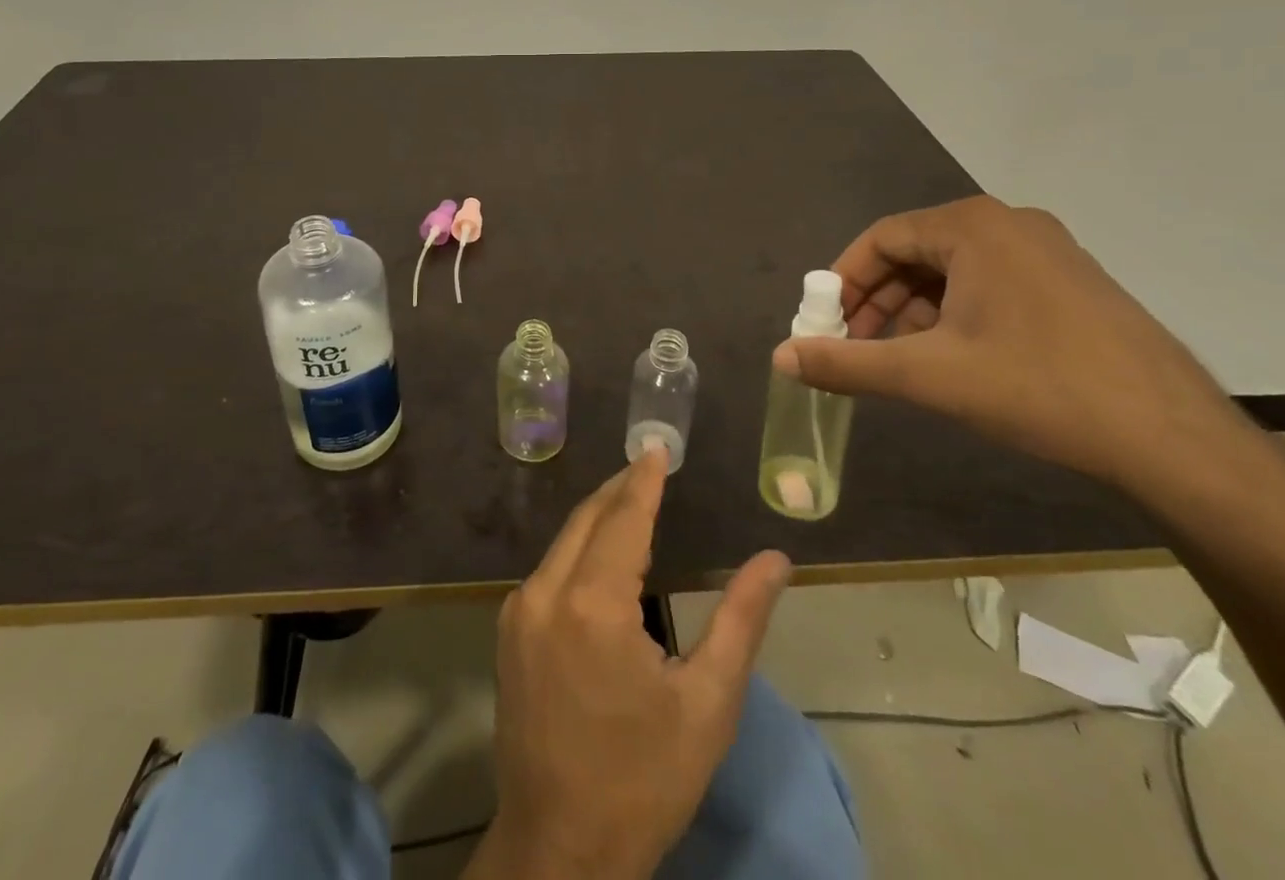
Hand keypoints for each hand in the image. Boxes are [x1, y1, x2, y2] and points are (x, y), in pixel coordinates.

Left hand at [469, 448, 790, 879]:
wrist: (558, 853)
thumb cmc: (643, 782)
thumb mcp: (707, 704)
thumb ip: (740, 620)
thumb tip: (775, 559)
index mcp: (592, 604)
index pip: (624, 518)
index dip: (644, 480)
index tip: (657, 445)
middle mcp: (545, 592)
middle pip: (588, 519)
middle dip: (620, 489)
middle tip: (650, 465)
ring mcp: (519, 612)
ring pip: (565, 541)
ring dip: (600, 517)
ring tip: (635, 501)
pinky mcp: (509, 632)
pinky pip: (550, 570)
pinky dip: (580, 549)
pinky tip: (603, 556)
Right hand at [774, 196, 1239, 505]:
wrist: (1175, 439)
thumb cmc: (1039, 388)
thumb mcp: (928, 375)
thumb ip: (846, 362)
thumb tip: (779, 357)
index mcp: (973, 227)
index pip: (881, 238)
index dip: (844, 280)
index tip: (824, 322)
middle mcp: (1010, 225)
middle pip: (916, 252)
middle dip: (877, 300)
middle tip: (856, 345)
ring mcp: (1048, 252)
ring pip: (953, 271)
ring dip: (914, 311)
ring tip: (900, 360)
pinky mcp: (1071, 283)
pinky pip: (990, 285)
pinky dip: (955, 315)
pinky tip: (952, 359)